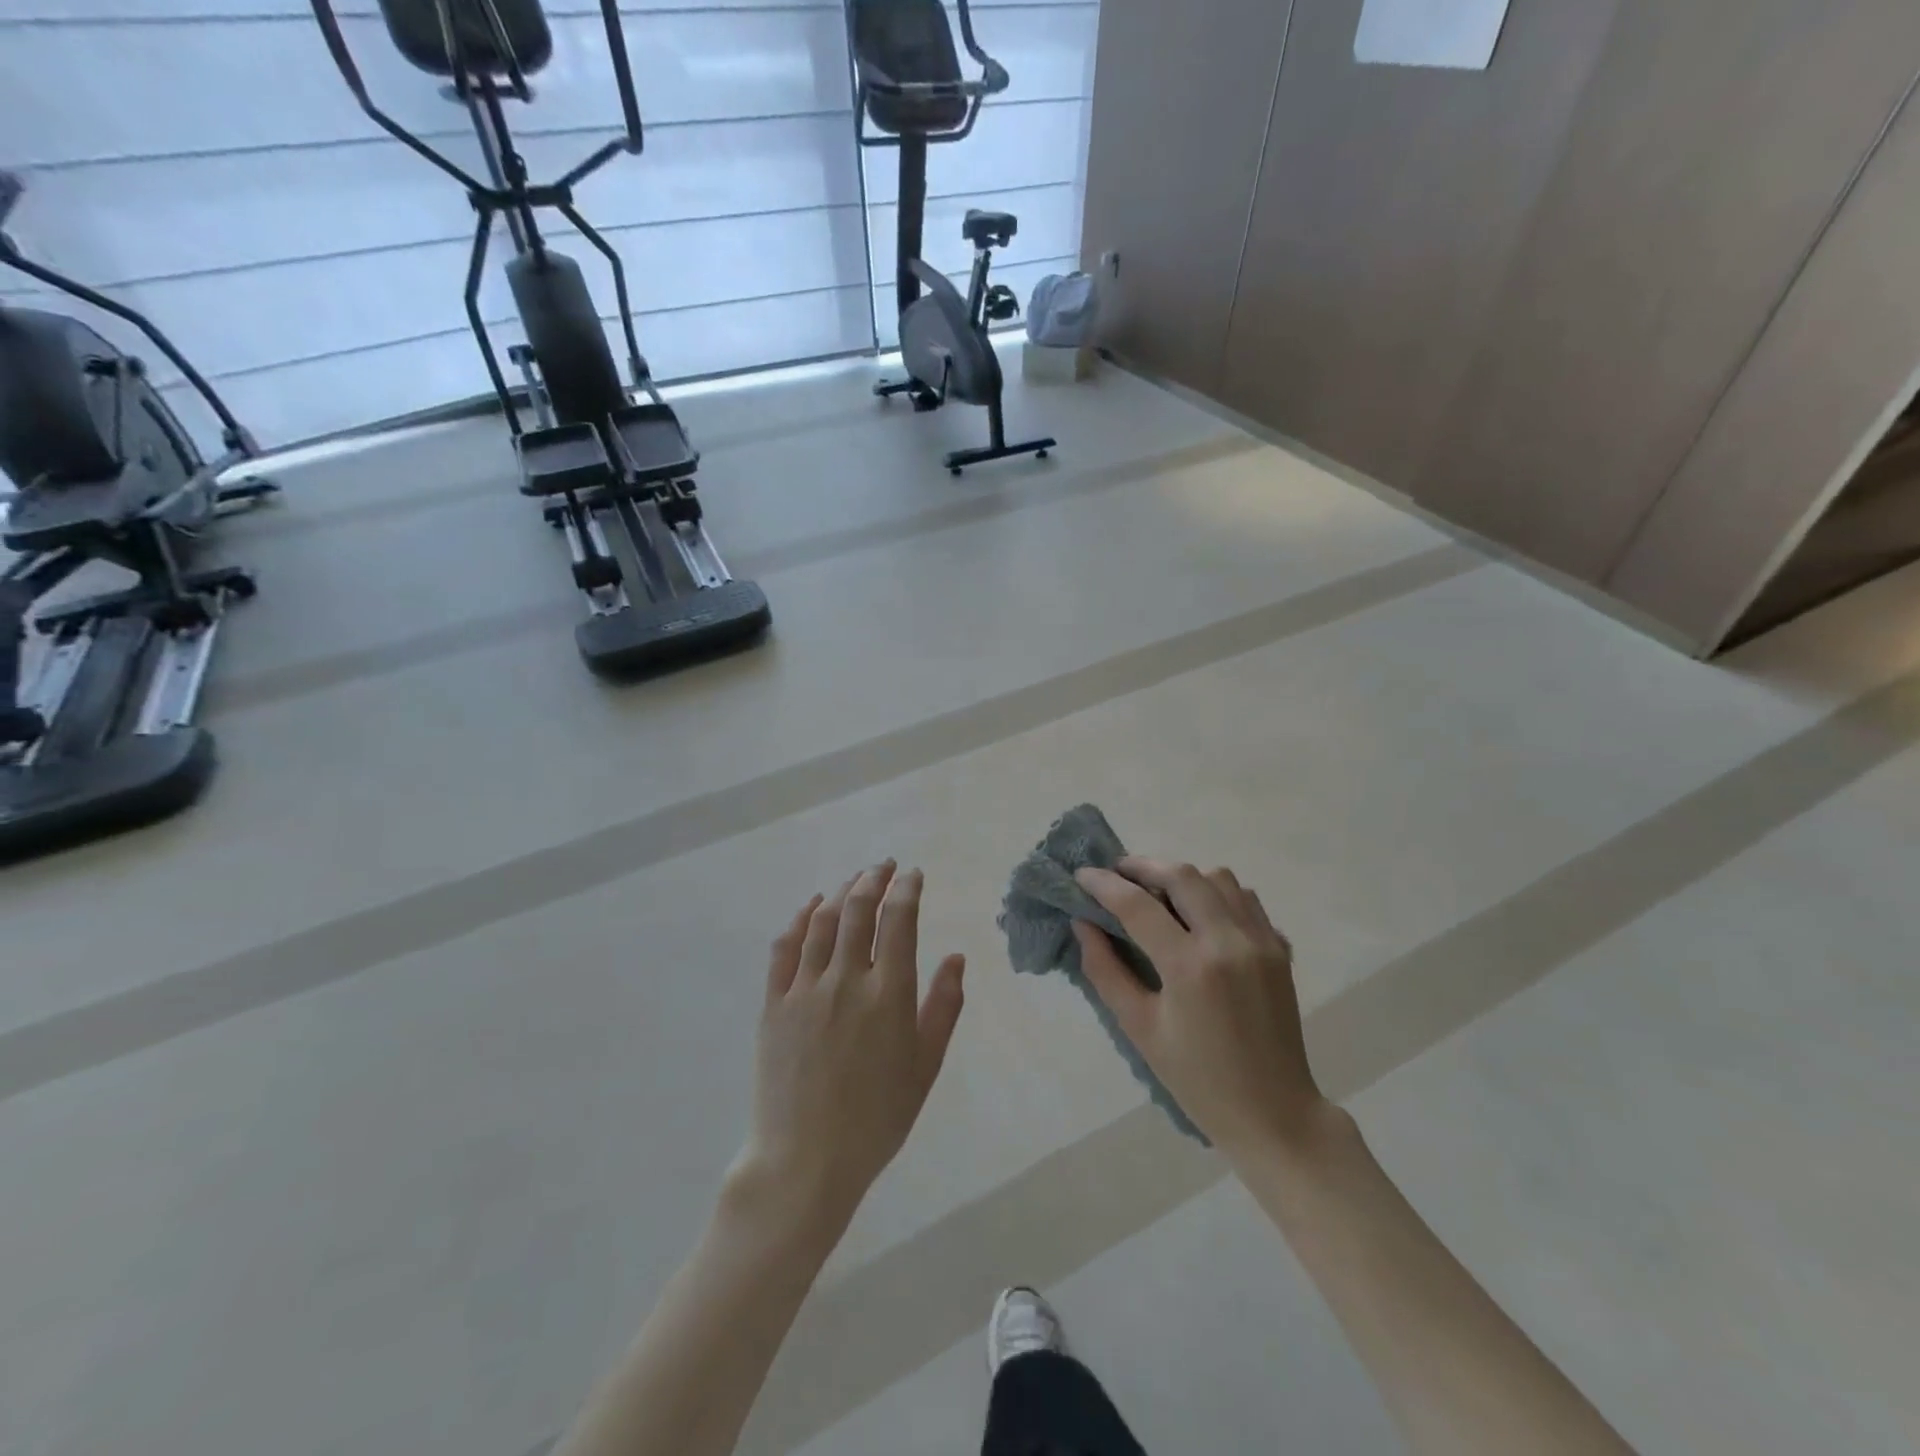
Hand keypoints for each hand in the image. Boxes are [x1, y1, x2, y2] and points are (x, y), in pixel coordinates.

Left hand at [737, 861, 966, 1234]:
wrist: (806, 1161)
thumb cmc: (877, 1118)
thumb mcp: (925, 1066)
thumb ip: (944, 1006)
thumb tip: (956, 957)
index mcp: (889, 995)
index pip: (900, 920)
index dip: (908, 889)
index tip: (914, 875)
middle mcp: (846, 980)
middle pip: (859, 909)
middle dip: (874, 878)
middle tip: (885, 867)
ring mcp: (805, 989)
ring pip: (823, 921)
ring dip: (842, 892)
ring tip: (855, 880)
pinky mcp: (773, 1003)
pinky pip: (785, 947)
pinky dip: (800, 918)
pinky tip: (811, 906)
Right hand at [1074, 858, 1327, 1156]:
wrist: (1274, 1114)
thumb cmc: (1197, 1079)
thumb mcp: (1139, 1028)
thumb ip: (1105, 970)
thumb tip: (1082, 924)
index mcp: (1190, 967)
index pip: (1137, 905)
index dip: (1103, 884)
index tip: (1081, 875)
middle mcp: (1229, 941)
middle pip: (1181, 876)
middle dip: (1143, 867)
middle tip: (1117, 874)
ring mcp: (1261, 941)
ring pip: (1218, 878)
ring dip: (1183, 877)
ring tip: (1159, 895)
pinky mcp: (1279, 949)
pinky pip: (1245, 899)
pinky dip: (1217, 894)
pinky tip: (1199, 916)